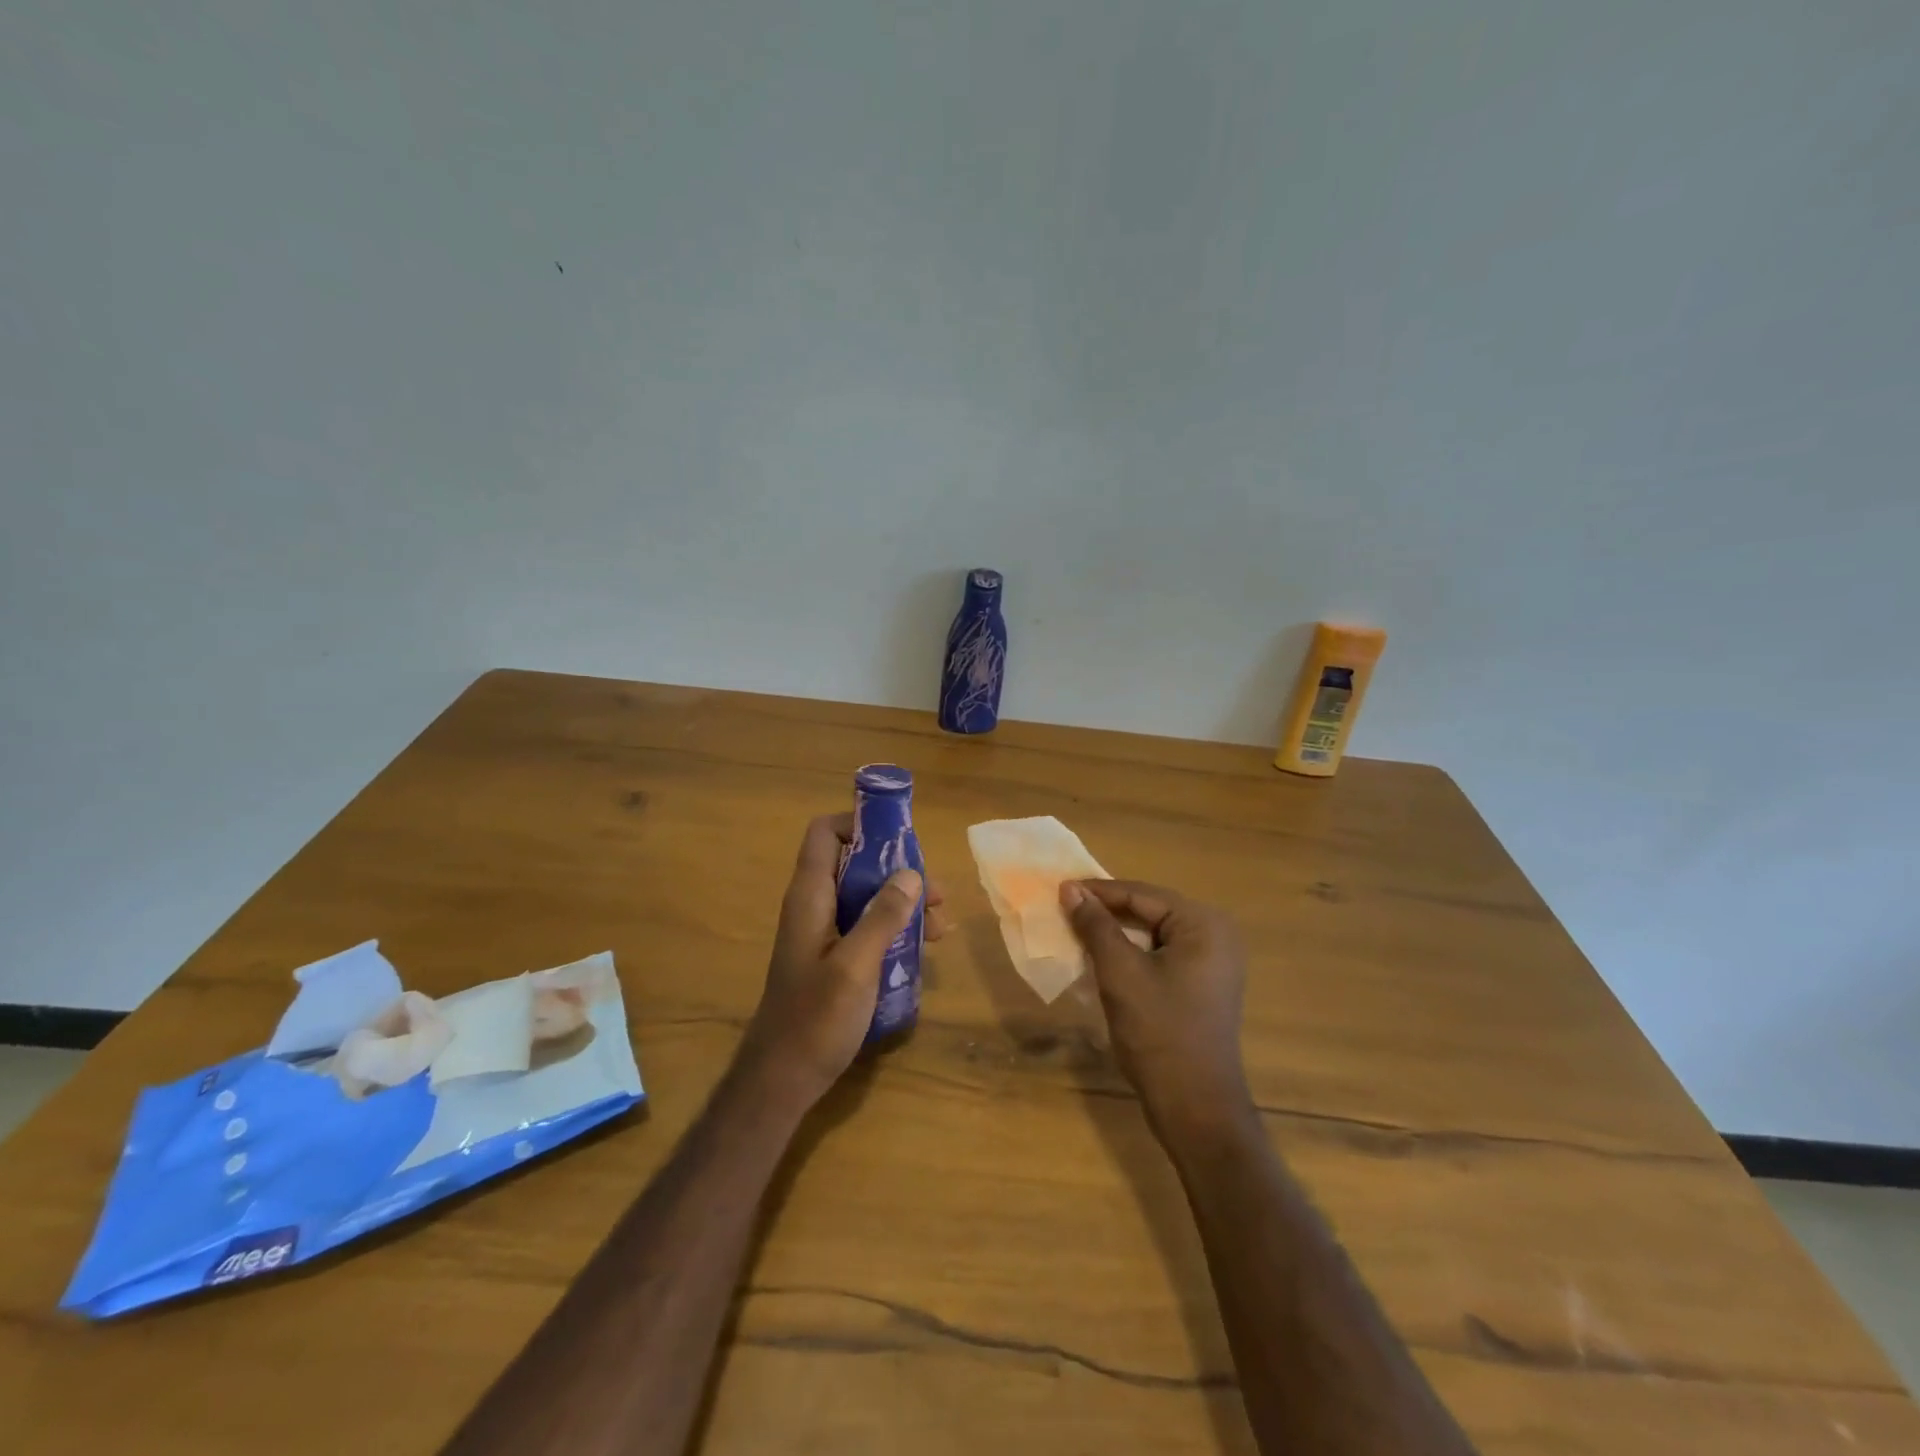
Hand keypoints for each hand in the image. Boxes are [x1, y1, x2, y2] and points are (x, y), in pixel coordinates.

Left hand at [739, 813, 946, 1110]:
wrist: (782, 1078)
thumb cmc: (815, 1019)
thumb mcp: (856, 965)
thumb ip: (883, 916)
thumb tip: (910, 873)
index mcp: (810, 897)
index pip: (824, 834)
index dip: (857, 823)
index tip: (899, 837)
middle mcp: (814, 906)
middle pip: (854, 863)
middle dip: (897, 870)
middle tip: (936, 892)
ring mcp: (823, 933)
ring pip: (865, 897)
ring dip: (902, 903)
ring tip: (941, 926)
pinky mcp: (832, 958)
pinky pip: (865, 926)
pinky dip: (894, 929)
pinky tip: (924, 950)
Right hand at [1061, 879, 1250, 1139]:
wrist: (1196, 1107)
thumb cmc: (1159, 1032)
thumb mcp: (1120, 973)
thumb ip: (1096, 926)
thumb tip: (1070, 890)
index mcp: (1204, 925)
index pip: (1143, 895)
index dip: (1099, 891)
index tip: (1059, 888)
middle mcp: (1216, 936)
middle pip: (1151, 911)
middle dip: (1107, 910)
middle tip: (1065, 907)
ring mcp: (1213, 963)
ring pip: (1154, 933)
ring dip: (1116, 932)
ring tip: (1078, 929)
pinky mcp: (1203, 986)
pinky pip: (1162, 955)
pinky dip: (1131, 953)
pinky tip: (1102, 957)